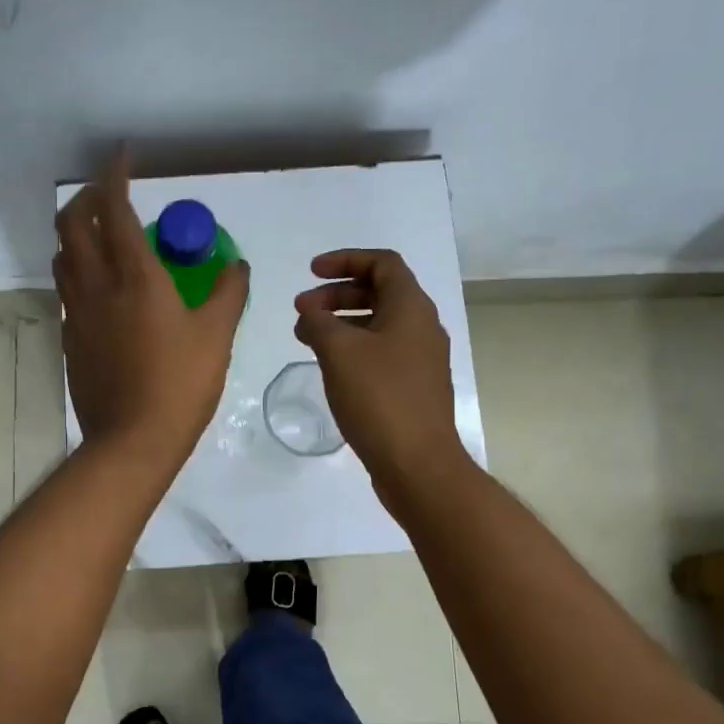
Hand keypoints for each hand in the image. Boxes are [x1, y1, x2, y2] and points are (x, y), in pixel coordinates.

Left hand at [55, 156, 249, 470]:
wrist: (132, 440)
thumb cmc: (180, 384)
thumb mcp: (217, 335)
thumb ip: (229, 292)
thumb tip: (237, 265)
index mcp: (134, 276)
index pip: (113, 208)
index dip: (115, 174)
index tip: (124, 156)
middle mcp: (96, 285)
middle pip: (71, 223)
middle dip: (86, 197)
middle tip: (110, 195)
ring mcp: (75, 312)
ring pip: (62, 255)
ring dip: (76, 233)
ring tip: (102, 235)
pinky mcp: (68, 338)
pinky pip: (66, 288)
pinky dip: (77, 269)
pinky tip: (100, 285)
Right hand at [294, 249, 468, 497]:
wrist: (417, 463)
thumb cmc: (379, 397)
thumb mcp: (339, 352)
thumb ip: (319, 321)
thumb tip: (310, 311)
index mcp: (411, 307)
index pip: (382, 263)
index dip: (345, 260)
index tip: (311, 272)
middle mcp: (422, 327)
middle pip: (379, 292)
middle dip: (336, 295)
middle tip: (301, 310)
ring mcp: (421, 359)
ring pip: (378, 324)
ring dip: (341, 322)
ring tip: (306, 337)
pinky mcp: (414, 386)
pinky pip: (381, 352)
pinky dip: (353, 348)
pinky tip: (330, 367)